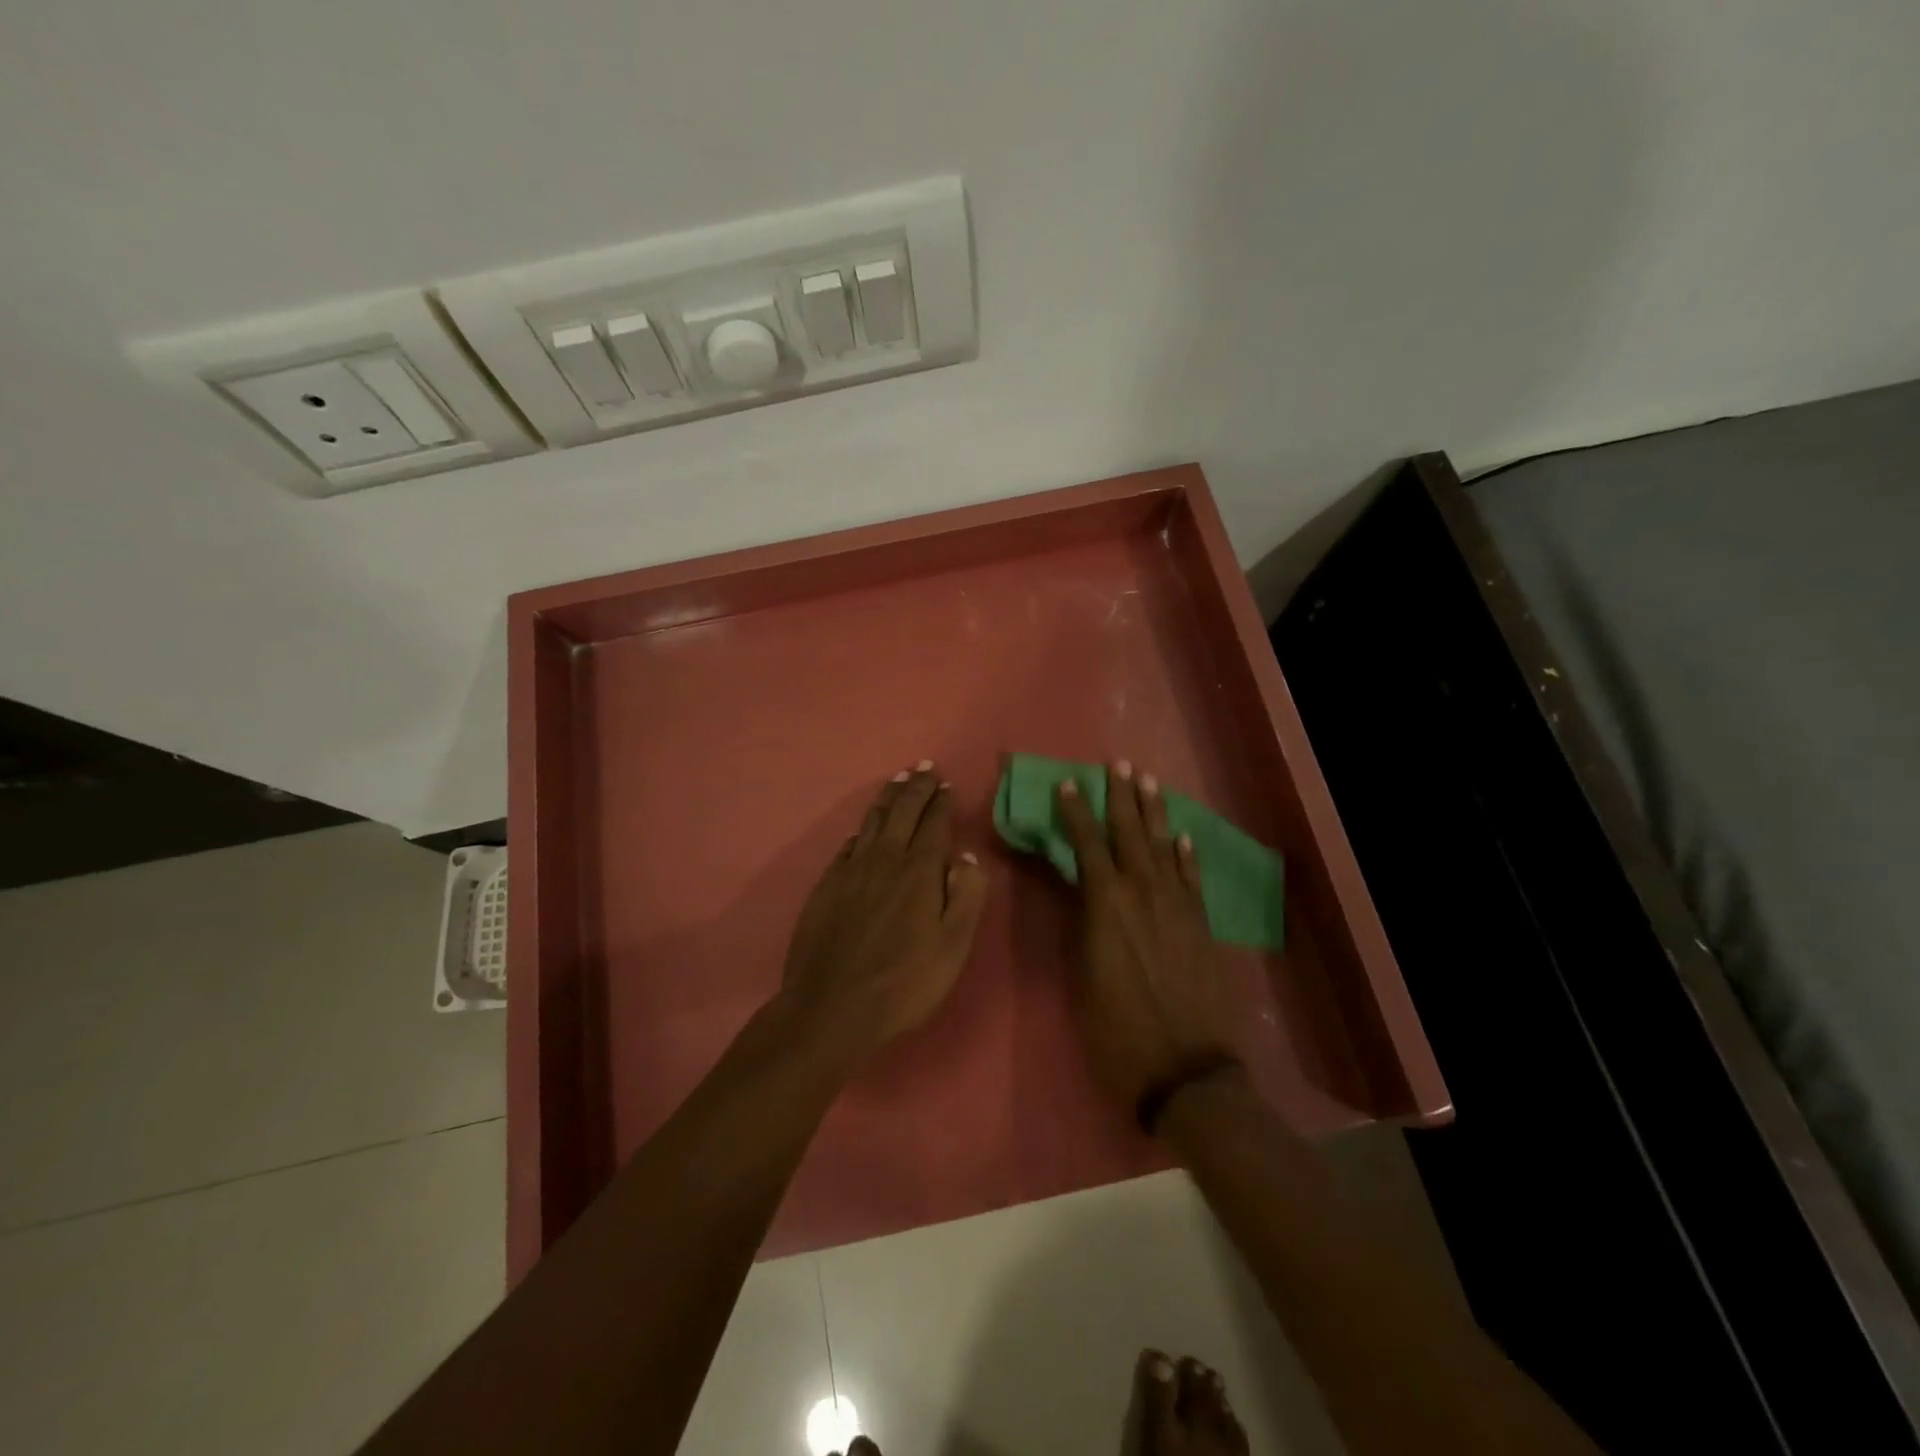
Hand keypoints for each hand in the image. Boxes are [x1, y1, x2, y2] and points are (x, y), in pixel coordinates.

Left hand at [778, 762, 988, 1068]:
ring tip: (897, 781)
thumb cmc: (904, 982)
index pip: (934, 824)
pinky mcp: (827, 886)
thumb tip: (966, 854)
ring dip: (887, 799)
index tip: (946, 784)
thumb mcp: (953, 946)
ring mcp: (851, 870)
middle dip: (916, 788)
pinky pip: (848, 845)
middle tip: (924, 767)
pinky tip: (862, 830)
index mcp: (919, 871)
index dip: (941, 802)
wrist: (832, 1007)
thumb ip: (966, 895)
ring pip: (872, 822)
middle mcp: (885, 859)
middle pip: (902, 813)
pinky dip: (860, 830)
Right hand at [1055, 762, 1233, 1110]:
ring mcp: (1177, 906)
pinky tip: (1182, 836)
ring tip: (1149, 782)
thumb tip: (1076, 889)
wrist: (1184, 1068)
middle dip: (1121, 797)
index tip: (1068, 784)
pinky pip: (1192, 878)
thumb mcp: (1081, 975)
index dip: (1076, 812)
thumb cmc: (1116, 1028)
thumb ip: (1081, 924)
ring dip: (1155, 812)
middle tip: (1119, 764)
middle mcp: (1143, 894)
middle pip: (1130, 834)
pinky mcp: (1200, 924)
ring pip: (1164, 846)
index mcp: (1107, 905)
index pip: (1087, 845)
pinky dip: (1186, 854)